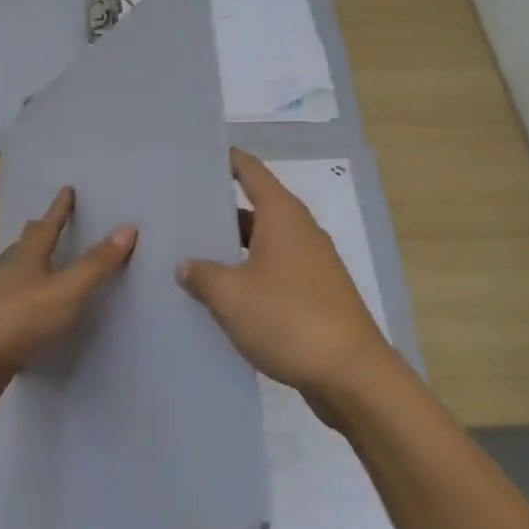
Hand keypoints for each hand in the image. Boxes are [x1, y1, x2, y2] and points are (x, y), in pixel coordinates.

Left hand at [0, 186, 136, 425]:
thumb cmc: (19, 318)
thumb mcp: (67, 290)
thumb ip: (96, 264)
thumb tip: (127, 228)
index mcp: (28, 261)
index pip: (48, 228)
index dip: (59, 210)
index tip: (66, 190)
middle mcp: (10, 278)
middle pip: (23, 249)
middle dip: (35, 234)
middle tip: (38, 222)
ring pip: (13, 278)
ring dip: (23, 267)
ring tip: (28, 263)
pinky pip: (13, 311)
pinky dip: (22, 304)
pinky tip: (26, 315)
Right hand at [176, 148, 392, 410]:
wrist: (350, 373)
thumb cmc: (287, 318)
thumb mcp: (231, 294)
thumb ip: (202, 274)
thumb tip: (186, 266)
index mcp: (282, 214)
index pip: (250, 171)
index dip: (225, 159)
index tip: (195, 155)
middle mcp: (299, 230)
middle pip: (253, 207)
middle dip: (218, 210)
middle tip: (177, 212)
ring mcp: (310, 263)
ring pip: (261, 244)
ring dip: (230, 249)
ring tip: (189, 255)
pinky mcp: (314, 294)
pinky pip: (273, 272)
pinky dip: (247, 276)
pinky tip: (219, 295)